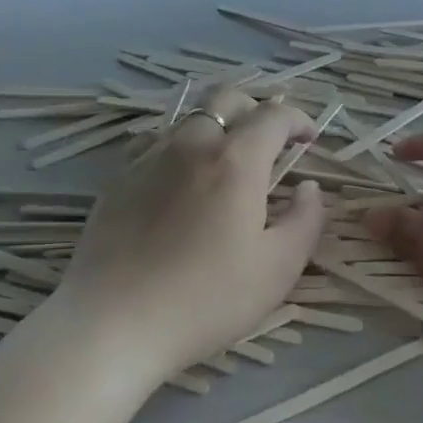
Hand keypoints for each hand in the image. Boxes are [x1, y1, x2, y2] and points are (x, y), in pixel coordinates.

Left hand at [52, 85, 326, 385]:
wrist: (113, 323)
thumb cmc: (206, 300)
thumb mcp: (277, 270)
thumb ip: (305, 221)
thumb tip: (309, 187)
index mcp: (235, 161)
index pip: (273, 116)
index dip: (297, 119)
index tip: (308, 139)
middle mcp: (191, 145)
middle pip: (226, 98)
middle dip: (255, 109)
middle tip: (269, 142)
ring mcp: (149, 158)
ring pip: (188, 118)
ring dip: (216, 126)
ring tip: (225, 161)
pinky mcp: (118, 179)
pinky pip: (155, 143)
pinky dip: (179, 147)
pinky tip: (179, 179)